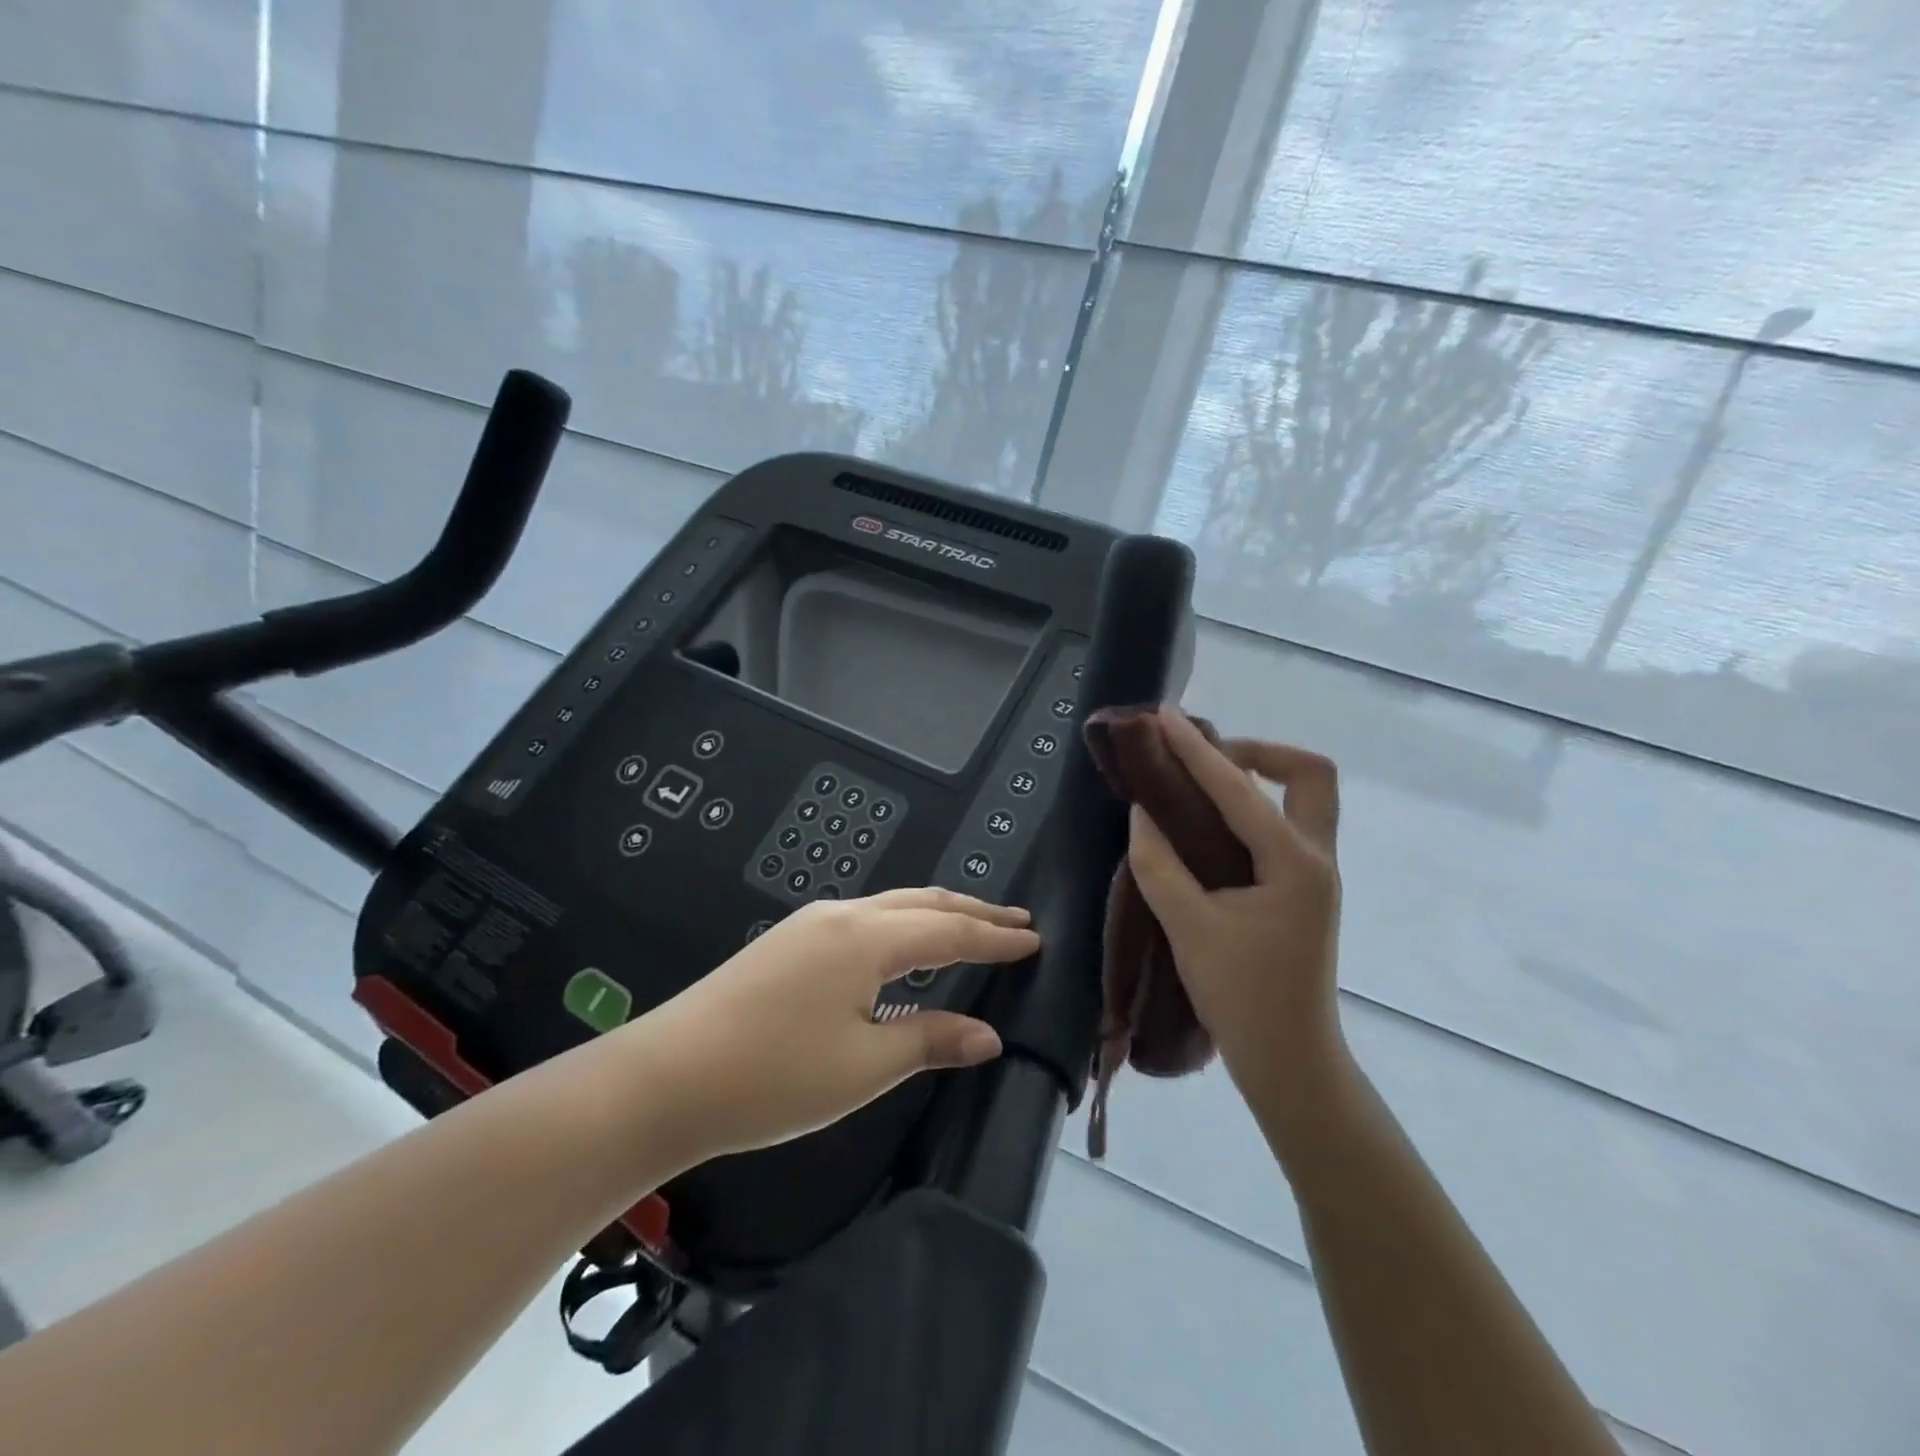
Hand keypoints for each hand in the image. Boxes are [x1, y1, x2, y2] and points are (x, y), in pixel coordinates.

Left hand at [623, 888, 1039, 1161]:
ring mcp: (809, 925)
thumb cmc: (773, 1077)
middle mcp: (841, 916)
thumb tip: (989, 1035)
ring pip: (890, 907)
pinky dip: (901, 926)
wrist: (665, 1079)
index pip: (950, 930)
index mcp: (866, 938)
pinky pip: (864, 920)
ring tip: (971, 926)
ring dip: (935, 914)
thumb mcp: (863, 1066)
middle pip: (922, 903)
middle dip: (972, 911)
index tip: (1035, 937)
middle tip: (1015, 921)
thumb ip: (929, 1039)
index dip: (996, 937)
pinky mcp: (787, 943)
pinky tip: (903, 948)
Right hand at [1124, 708, 1345, 1120]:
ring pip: (1304, 798)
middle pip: (1309, 775)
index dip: (1197, 750)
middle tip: (1205, 756)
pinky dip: (1253, 808)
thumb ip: (1159, 864)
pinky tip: (1210, 822)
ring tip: (1201, 780)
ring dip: (1259, 777)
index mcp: (1294, 863)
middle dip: (1259, 751)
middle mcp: (1316, 857)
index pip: (1239, 789)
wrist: (1290, 1058)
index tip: (1164, 718)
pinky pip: (1287, 825)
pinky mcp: (1304, 889)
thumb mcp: (1189, 927)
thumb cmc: (1241, 996)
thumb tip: (1143, 814)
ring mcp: (1316, 873)